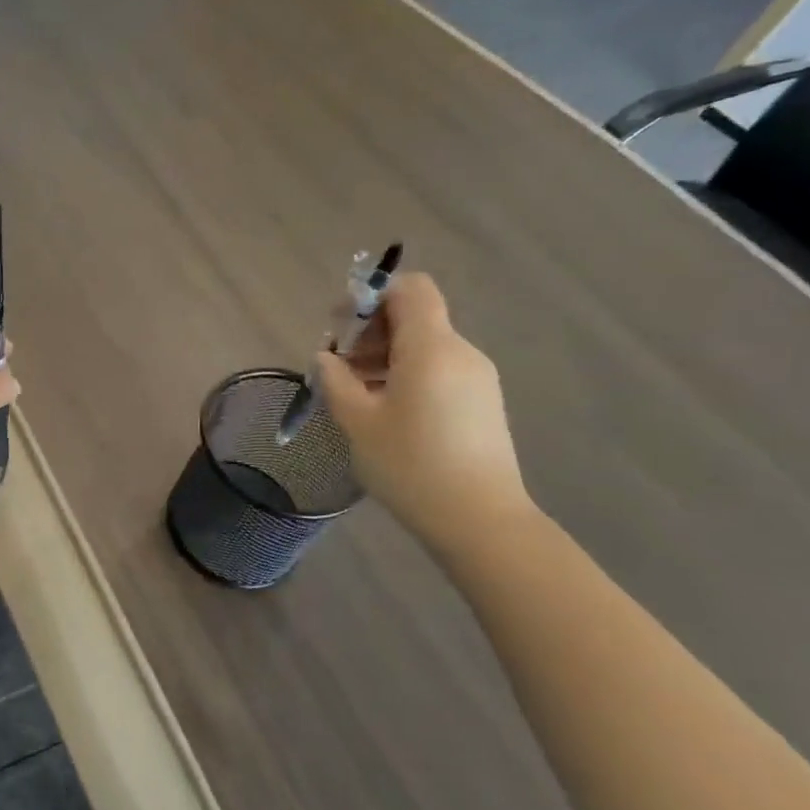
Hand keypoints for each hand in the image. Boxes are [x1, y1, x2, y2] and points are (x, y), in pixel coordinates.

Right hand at [314, 272, 532, 554]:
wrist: (480, 520)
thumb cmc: (412, 466)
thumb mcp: (358, 422)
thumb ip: (336, 381)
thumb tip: (327, 358)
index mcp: (431, 348)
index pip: (411, 288)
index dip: (373, 295)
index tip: (342, 327)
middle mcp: (460, 352)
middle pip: (415, 316)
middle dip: (371, 330)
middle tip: (340, 366)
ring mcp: (477, 377)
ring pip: (425, 345)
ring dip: (386, 355)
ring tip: (357, 393)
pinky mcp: (482, 402)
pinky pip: (439, 369)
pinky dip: (407, 374)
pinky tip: (386, 411)